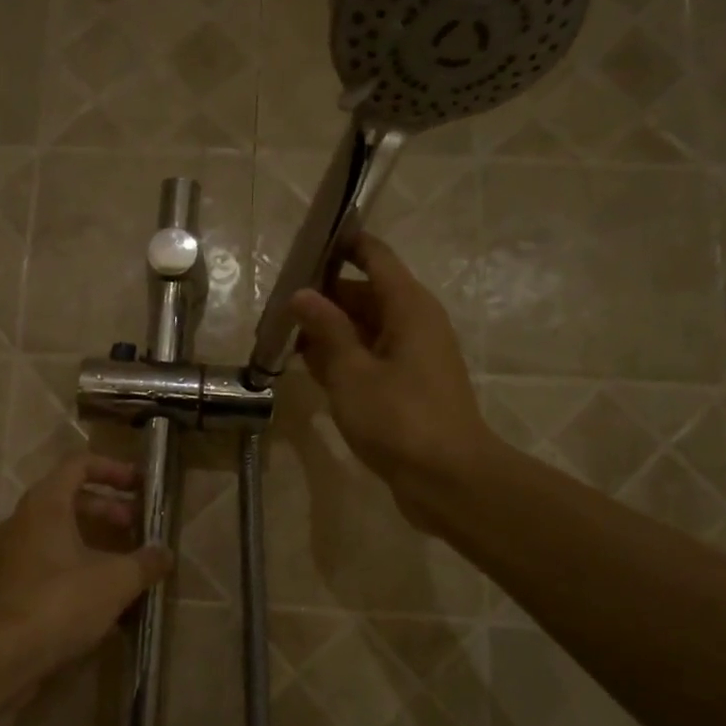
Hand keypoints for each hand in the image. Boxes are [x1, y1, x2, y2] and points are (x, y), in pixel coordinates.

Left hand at [0, 453, 173, 670]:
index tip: (140, 486)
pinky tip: (103, 599)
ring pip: (59, 534)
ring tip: (127, 565)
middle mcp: (24, 521)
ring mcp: (12, 555)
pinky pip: (49, 563)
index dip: (113, 469)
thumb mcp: (115, 580)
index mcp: (46, 504)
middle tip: (138, 528)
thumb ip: (145, 562)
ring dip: (95, 542)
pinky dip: (77, 568)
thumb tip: (165, 554)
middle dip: (109, 509)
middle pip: (70, 499)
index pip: (79, 464)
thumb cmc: (59, 602)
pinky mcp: (10, 587)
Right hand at [288, 233, 493, 528]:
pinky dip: (342, 357)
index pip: (374, 255)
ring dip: (328, 330)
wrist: (448, 480)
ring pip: (365, 328)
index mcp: (408, 307)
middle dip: (323, 295)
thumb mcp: (352, 372)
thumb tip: (301, 295)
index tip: (302, 244)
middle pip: (365, 292)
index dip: (341, 244)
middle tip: (277, 302)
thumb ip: (326, 329)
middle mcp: (414, 323)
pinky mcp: (407, 386)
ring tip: (282, 333)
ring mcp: (412, 356)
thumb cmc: (400, 419)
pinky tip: (307, 367)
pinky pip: (370, 357)